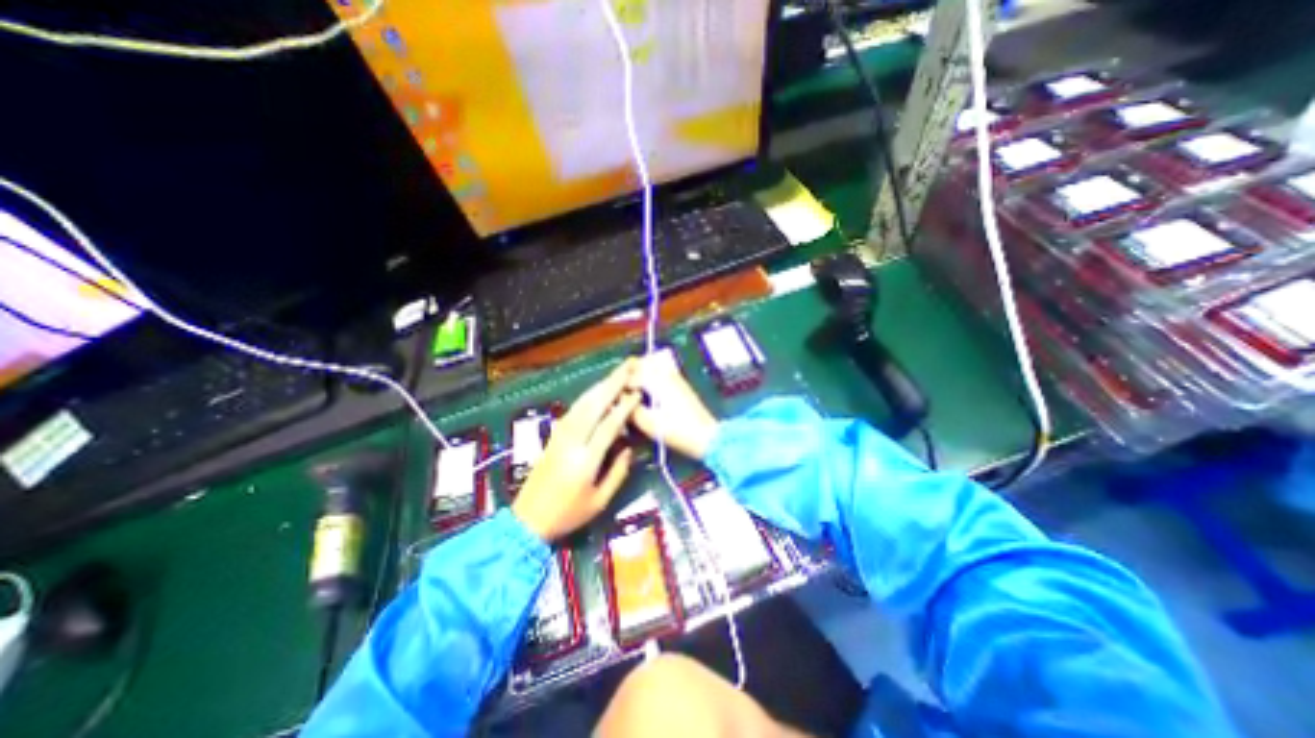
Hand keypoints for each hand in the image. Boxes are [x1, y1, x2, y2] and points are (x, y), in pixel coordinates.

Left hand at [512, 359, 641, 542]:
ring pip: (582, 403)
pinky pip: (574, 410)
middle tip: (628, 367)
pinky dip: (588, 397)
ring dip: (600, 386)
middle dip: (612, 383)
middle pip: (594, 404)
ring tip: (616, 373)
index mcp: (585, 459)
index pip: (608, 424)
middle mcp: (572, 441)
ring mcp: (560, 435)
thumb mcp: (600, 501)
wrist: (527, 519)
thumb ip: (618, 472)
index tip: (637, 392)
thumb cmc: (568, 514)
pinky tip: (597, 391)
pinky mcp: (554, 436)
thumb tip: (629, 447)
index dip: (624, 407)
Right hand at [626, 351, 716, 459]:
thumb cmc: (677, 430)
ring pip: (651, 367)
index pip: (629, 375)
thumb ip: (629, 408)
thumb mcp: (648, 423)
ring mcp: (675, 378)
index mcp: (656, 379)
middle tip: (617, 390)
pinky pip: (659, 374)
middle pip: (641, 363)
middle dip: (627, 374)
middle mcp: (666, 373)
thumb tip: (617, 400)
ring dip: (638, 375)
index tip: (610, 396)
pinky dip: (649, 379)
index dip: (617, 385)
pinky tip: (645, 395)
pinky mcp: (680, 385)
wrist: (707, 437)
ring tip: (628, 393)